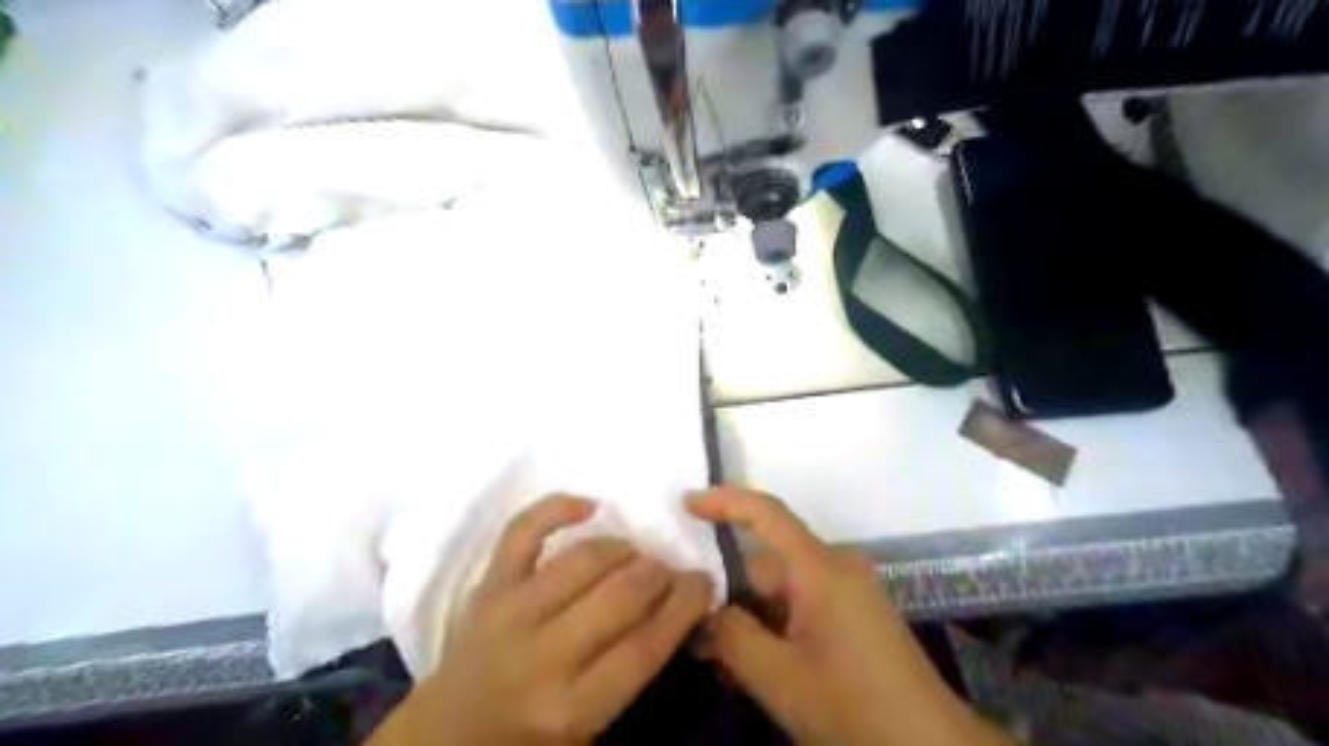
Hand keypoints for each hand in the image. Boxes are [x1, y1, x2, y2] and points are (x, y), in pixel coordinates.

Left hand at [374, 496, 717, 745]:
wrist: (445, 738)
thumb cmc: (530, 738)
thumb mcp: (591, 729)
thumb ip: (636, 673)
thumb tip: (680, 613)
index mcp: (574, 707)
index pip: (646, 644)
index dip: (685, 605)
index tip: (705, 583)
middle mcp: (544, 655)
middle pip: (622, 594)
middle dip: (660, 573)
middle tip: (671, 571)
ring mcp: (511, 612)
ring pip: (585, 558)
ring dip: (625, 548)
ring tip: (636, 556)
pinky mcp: (487, 585)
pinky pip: (523, 531)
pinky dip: (557, 507)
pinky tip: (589, 506)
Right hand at [692, 486, 1015, 744]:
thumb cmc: (852, 706)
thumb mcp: (779, 677)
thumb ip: (732, 635)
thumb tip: (708, 610)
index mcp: (821, 567)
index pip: (766, 513)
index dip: (723, 501)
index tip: (684, 503)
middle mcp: (836, 566)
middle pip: (768, 563)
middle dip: (729, 591)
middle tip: (692, 627)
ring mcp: (848, 590)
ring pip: (782, 589)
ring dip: (751, 616)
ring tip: (718, 656)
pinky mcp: (854, 613)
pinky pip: (801, 603)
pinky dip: (774, 624)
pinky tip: (755, 661)